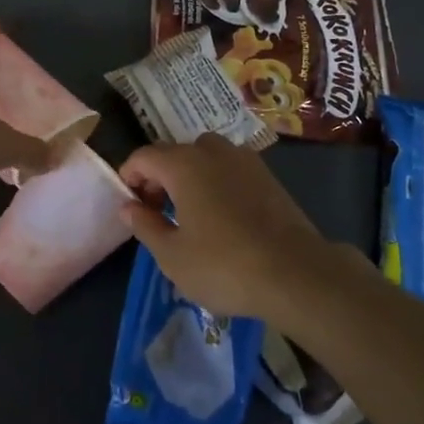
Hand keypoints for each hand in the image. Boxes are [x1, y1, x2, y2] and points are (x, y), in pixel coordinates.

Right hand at [117, 134, 325, 320]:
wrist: (295, 272)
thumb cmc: (224, 265)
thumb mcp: (172, 256)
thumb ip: (145, 225)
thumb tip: (128, 206)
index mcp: (184, 164)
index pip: (144, 156)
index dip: (130, 176)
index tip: (130, 205)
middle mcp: (213, 151)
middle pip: (175, 152)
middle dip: (159, 176)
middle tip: (157, 212)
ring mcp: (245, 160)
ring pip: (206, 156)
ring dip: (190, 175)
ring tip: (190, 212)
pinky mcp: (267, 175)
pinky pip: (230, 168)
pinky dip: (217, 181)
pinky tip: (223, 215)